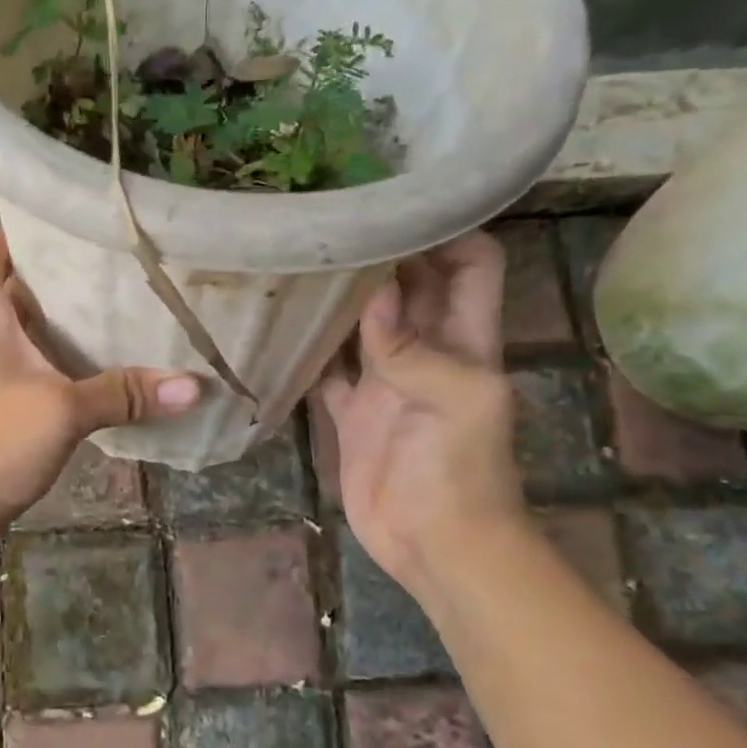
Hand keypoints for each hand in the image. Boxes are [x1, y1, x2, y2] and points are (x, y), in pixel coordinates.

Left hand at [0, 175, 202, 543]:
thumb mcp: (61, 414)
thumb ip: (124, 394)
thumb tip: (194, 385)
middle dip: (32, 231)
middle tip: (90, 221)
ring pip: (17, 296)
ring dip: (52, 278)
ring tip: (110, 265)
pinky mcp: (3, 380)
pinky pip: (32, 333)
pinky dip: (60, 322)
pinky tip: (105, 330)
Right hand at [319, 232, 525, 589]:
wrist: (437, 545)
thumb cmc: (460, 471)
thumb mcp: (457, 401)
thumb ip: (414, 347)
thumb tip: (374, 291)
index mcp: (466, 339)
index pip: (471, 264)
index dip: (447, 230)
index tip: (396, 202)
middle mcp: (426, 350)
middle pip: (410, 286)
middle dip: (381, 254)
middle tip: (328, 222)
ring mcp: (386, 382)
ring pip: (362, 325)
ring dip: (338, 299)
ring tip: (295, 263)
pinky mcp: (353, 414)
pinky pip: (326, 373)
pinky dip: (307, 353)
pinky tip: (275, 330)